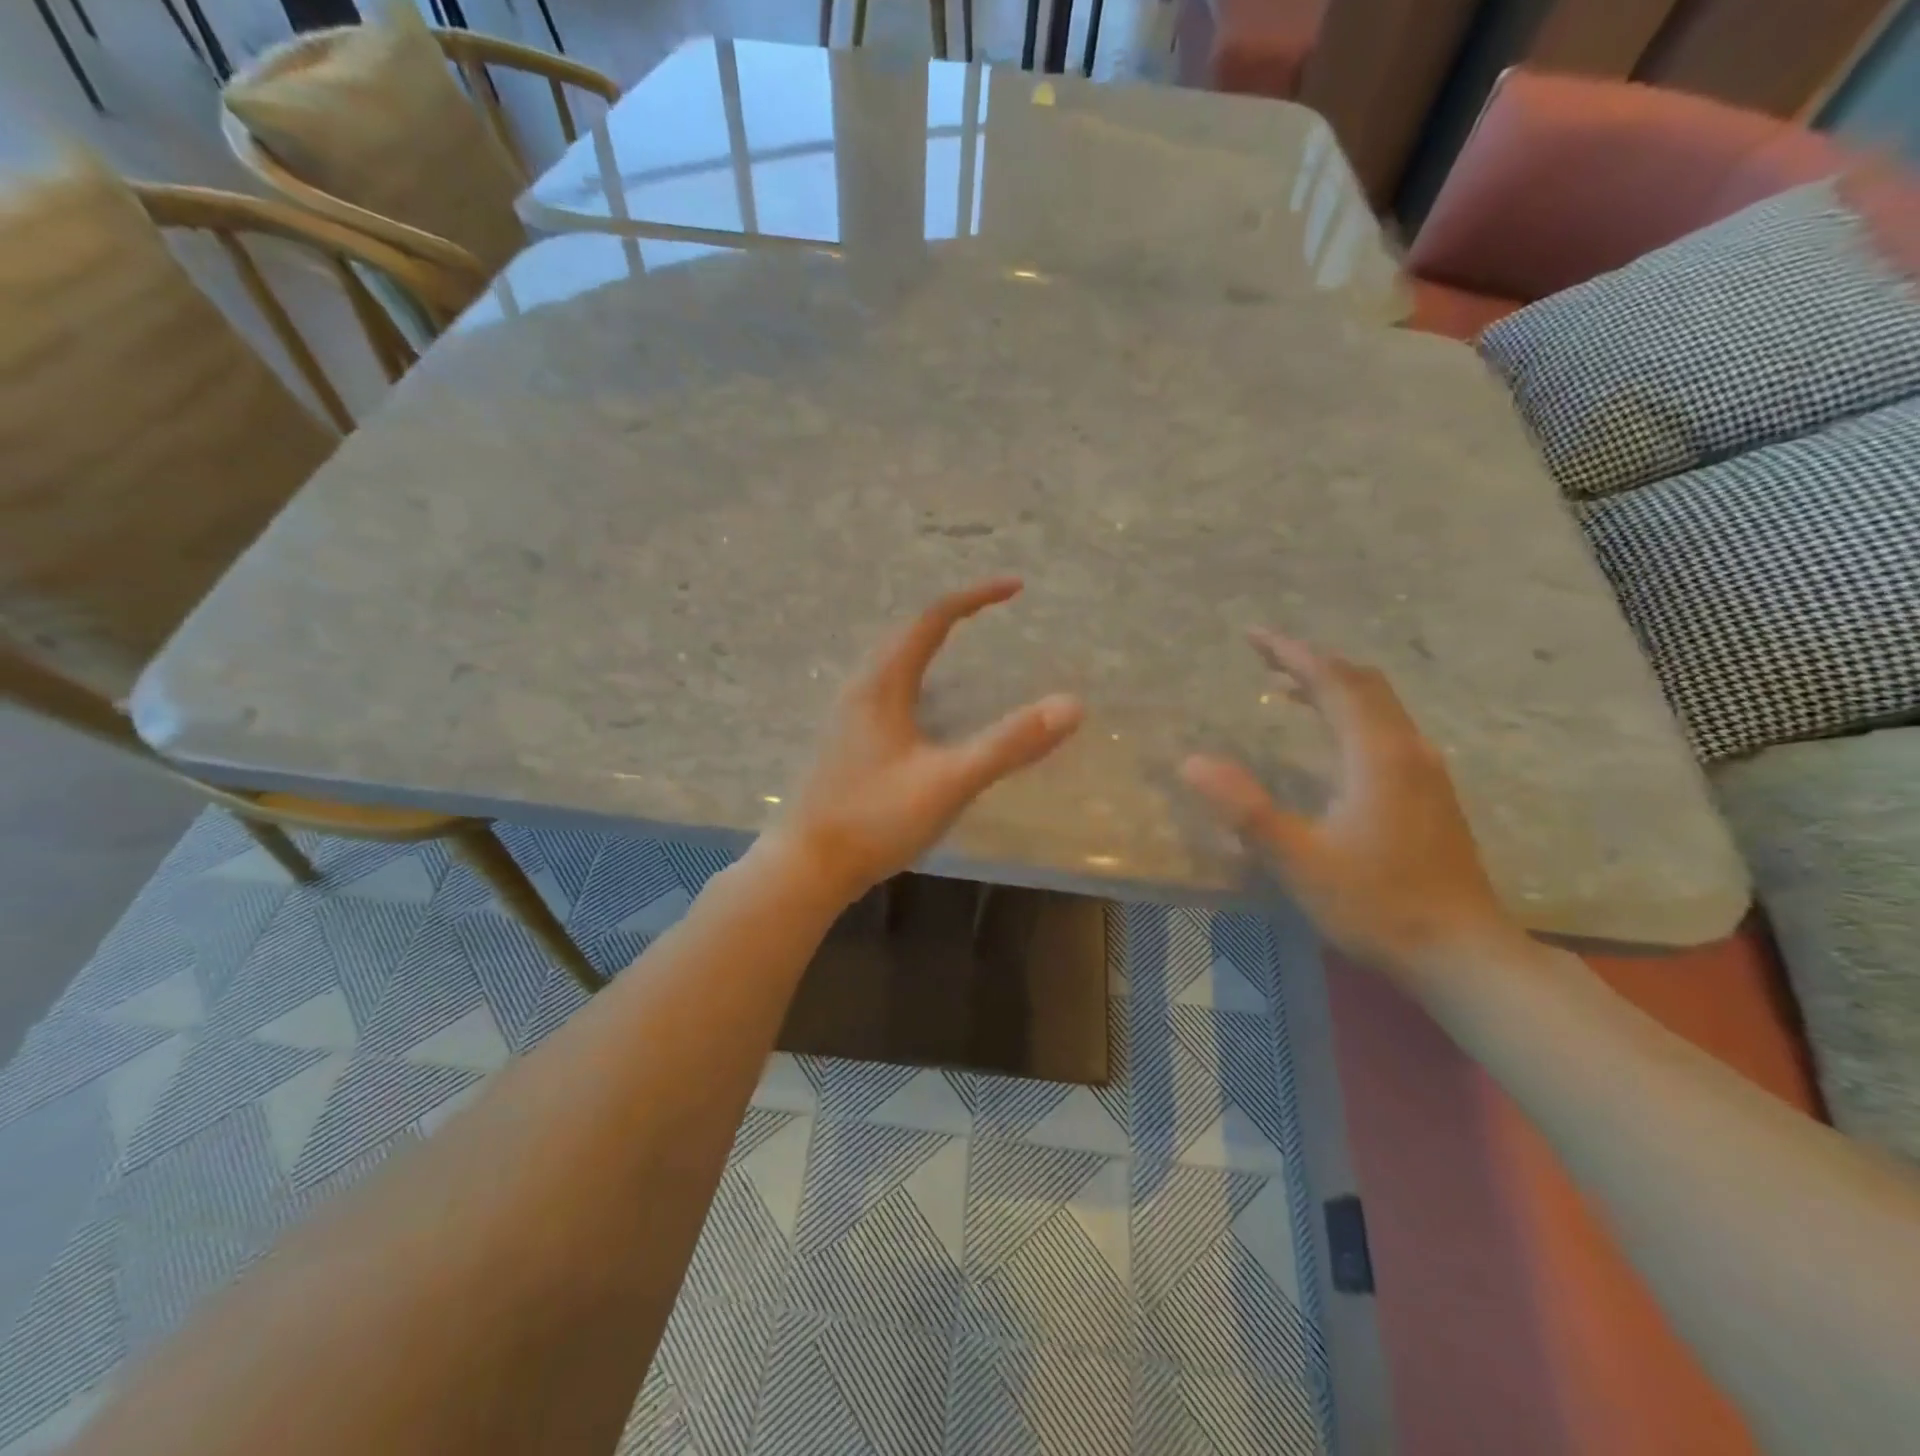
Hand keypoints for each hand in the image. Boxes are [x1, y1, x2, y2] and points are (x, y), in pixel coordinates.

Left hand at [771, 578, 1083, 901]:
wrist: (808, 866)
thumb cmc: (876, 819)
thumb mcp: (950, 781)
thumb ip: (1009, 744)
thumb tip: (1071, 705)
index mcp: (883, 684)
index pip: (932, 619)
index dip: (975, 597)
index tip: (1016, 587)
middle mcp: (861, 688)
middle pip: (907, 633)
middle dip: (951, 614)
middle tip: (990, 611)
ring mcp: (848, 716)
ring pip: (891, 660)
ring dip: (928, 643)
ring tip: (961, 645)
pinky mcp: (846, 741)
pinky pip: (885, 687)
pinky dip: (915, 674)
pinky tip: (925, 707)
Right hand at [1180, 630, 1526, 987]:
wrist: (1463, 953)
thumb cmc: (1377, 905)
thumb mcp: (1299, 861)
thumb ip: (1245, 809)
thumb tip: (1191, 762)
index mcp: (1376, 755)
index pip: (1333, 681)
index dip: (1292, 652)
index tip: (1253, 635)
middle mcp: (1407, 749)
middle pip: (1362, 683)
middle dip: (1312, 662)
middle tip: (1265, 657)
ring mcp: (1426, 771)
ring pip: (1378, 706)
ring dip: (1332, 687)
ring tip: (1286, 688)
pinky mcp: (1430, 793)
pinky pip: (1385, 729)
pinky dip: (1350, 714)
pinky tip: (1329, 740)